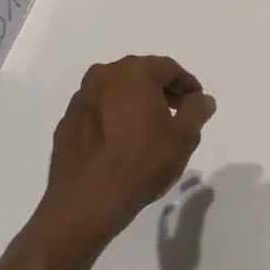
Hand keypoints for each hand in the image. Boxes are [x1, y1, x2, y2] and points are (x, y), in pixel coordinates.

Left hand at [34, 56, 216, 251]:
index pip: (168, 68)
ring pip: (116, 92)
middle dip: (161, 91)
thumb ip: (196, 111)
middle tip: (176, 113)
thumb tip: (202, 99)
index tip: (197, 102)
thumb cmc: (142, 162)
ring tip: (149, 129)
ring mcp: (81, 98)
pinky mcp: (67, 121)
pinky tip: (121, 142)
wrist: (87, 200)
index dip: (187, 84)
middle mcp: (103, 76)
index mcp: (133, 72)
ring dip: (135, 103)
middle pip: (140, 75)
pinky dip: (113, 118)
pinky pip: (98, 111)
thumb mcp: (183, 137)